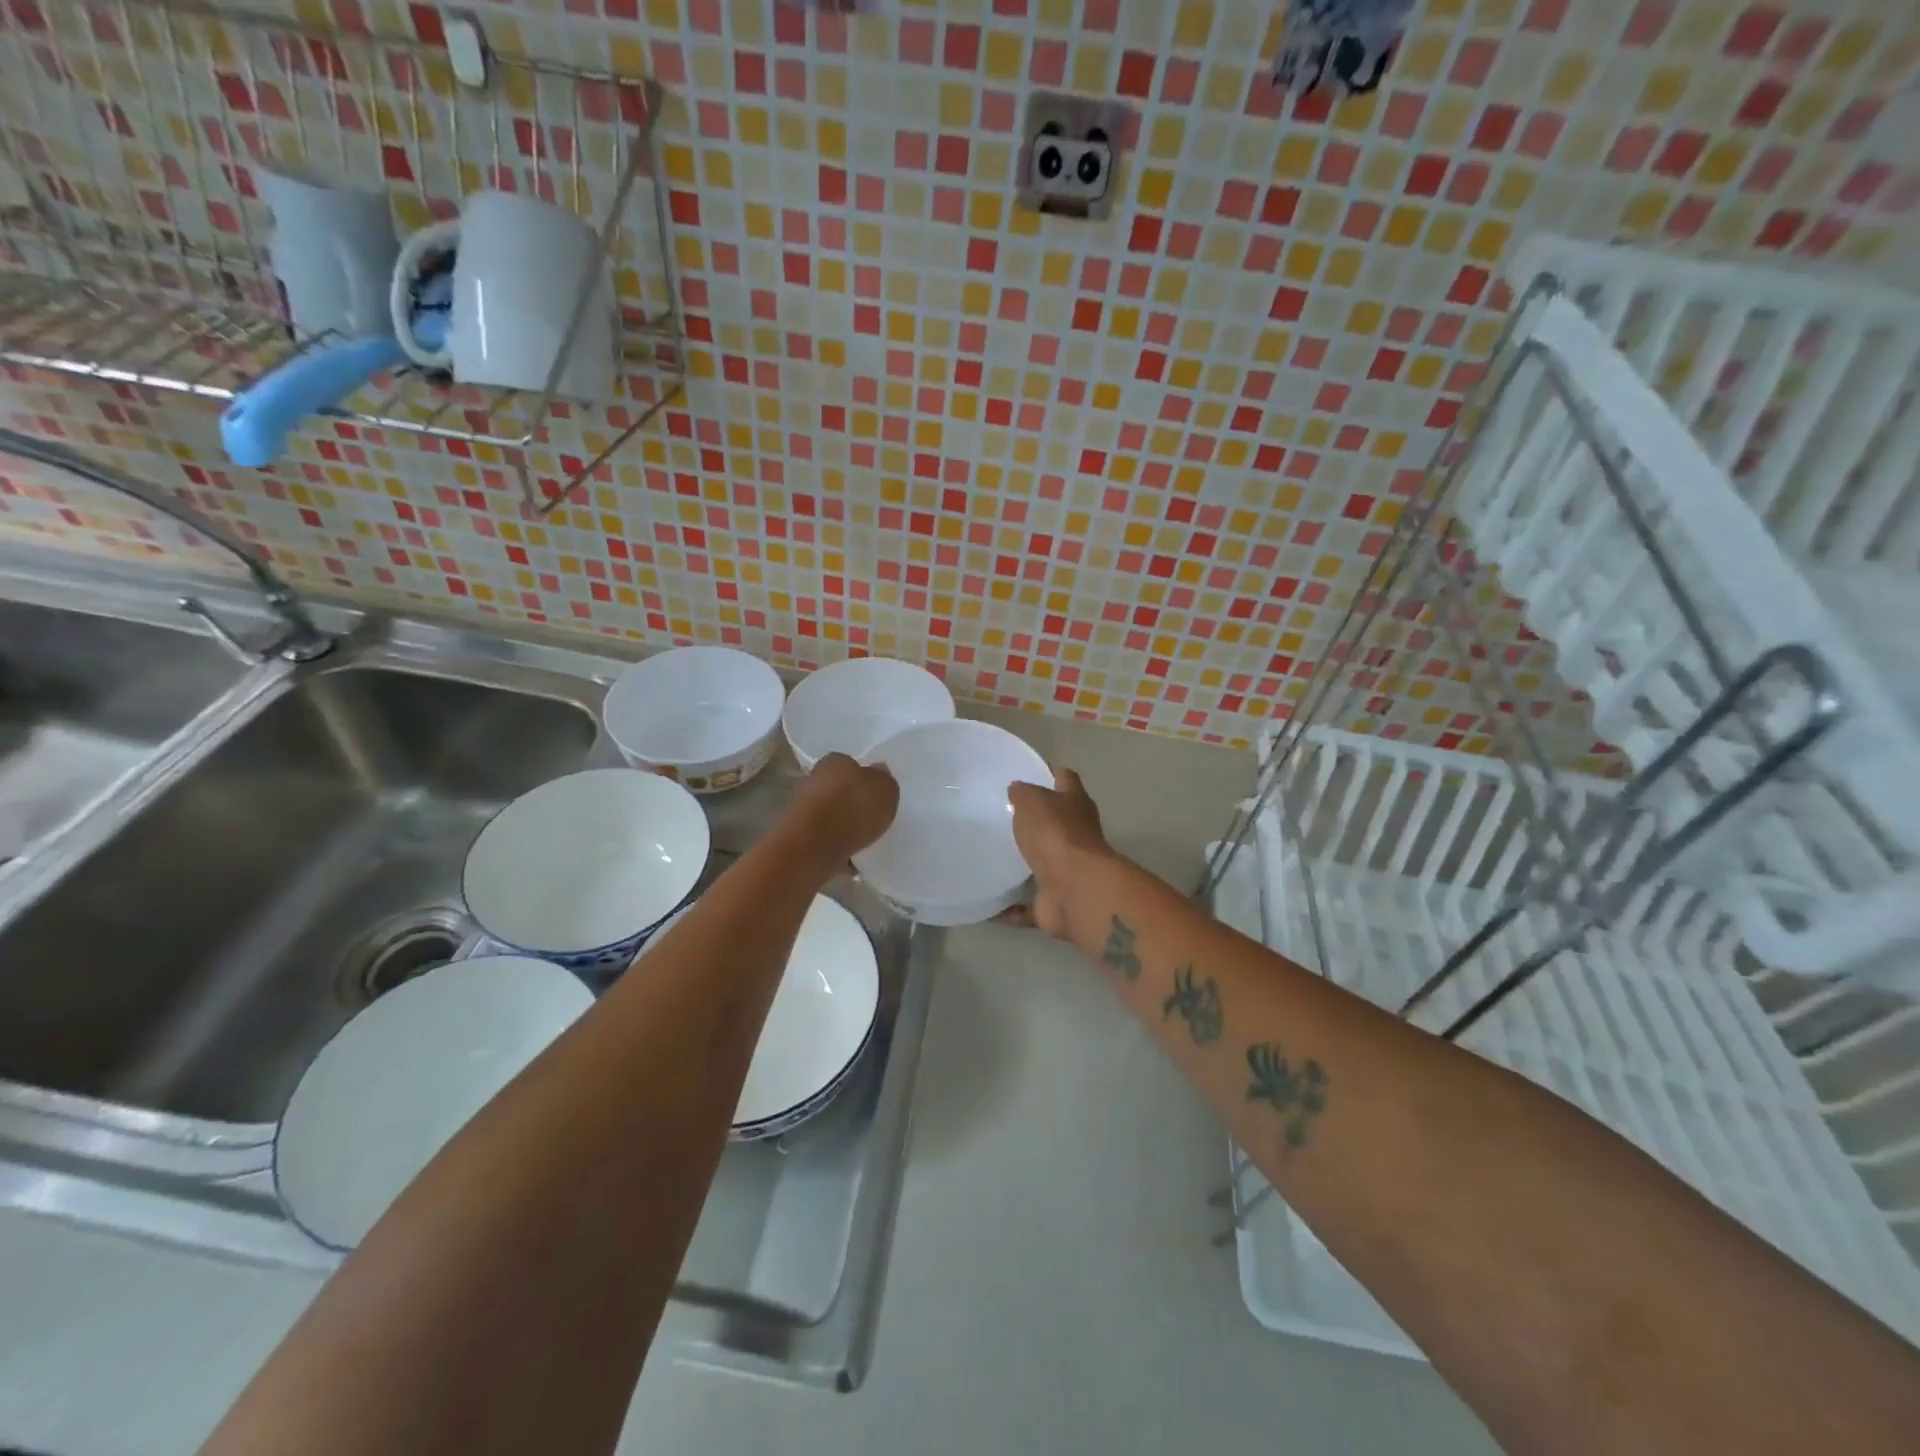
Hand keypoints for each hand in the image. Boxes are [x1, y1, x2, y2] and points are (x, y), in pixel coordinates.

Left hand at [783, 752, 898, 867]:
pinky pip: (823, 838)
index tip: (876, 795)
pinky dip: (835, 845)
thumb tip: (878, 771)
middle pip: (839, 788)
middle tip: (871, 818)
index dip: (865, 778)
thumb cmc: (853, 810)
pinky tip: (849, 857)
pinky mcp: (798, 835)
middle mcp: (814, 779)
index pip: (851, 764)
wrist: (812, 847)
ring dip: (843, 824)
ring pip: (830, 813)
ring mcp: (803, 808)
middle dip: (852, 802)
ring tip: (863, 840)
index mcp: (835, 761)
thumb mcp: (885, 790)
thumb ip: (885, 780)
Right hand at [1006, 767, 1110, 938]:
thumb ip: (1023, 793)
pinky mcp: (1057, 902)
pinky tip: (989, 906)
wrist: (1075, 889)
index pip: (1065, 779)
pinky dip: (1012, 909)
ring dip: (1026, 865)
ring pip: (1045, 864)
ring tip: (992, 859)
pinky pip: (1029, 905)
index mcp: (1075, 805)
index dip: (1049, 772)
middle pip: (1057, 823)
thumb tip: (1018, 789)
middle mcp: (1077, 836)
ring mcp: (1069, 871)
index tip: (1028, 770)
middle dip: (1036, 821)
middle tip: (1001, 817)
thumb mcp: (1032, 800)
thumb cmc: (1055, 834)